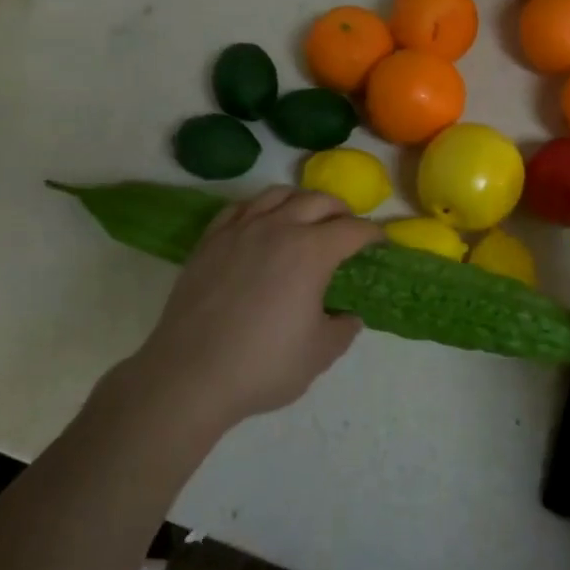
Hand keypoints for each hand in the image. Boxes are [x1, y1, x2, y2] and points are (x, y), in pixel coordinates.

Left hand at [125, 187, 379, 434]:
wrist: (189, 375)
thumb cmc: (262, 365)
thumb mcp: (319, 354)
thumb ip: (343, 329)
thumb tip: (347, 315)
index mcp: (312, 252)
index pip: (353, 229)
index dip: (373, 233)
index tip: (380, 242)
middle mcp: (279, 228)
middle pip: (319, 200)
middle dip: (341, 210)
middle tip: (348, 228)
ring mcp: (241, 230)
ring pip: (279, 194)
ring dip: (302, 201)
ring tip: (307, 218)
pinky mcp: (210, 240)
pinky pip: (241, 207)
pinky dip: (261, 208)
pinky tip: (262, 223)